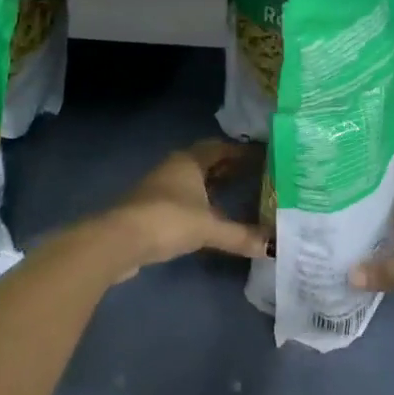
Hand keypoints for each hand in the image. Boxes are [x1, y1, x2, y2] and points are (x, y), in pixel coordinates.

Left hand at [101, 139, 267, 280]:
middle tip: (255, 174)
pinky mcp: (151, 208)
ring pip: (193, 180)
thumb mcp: (209, 228)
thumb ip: (241, 236)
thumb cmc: (168, 220)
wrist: (119, 241)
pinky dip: (199, 202)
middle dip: (228, 167)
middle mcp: (175, 167)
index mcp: (190, 161)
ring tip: (236, 194)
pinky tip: (209, 216)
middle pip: (206, 161)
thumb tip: (274, 246)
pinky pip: (183, 197)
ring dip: (212, 185)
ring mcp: (160, 187)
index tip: (263, 156)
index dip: (240, 151)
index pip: (220, 147)